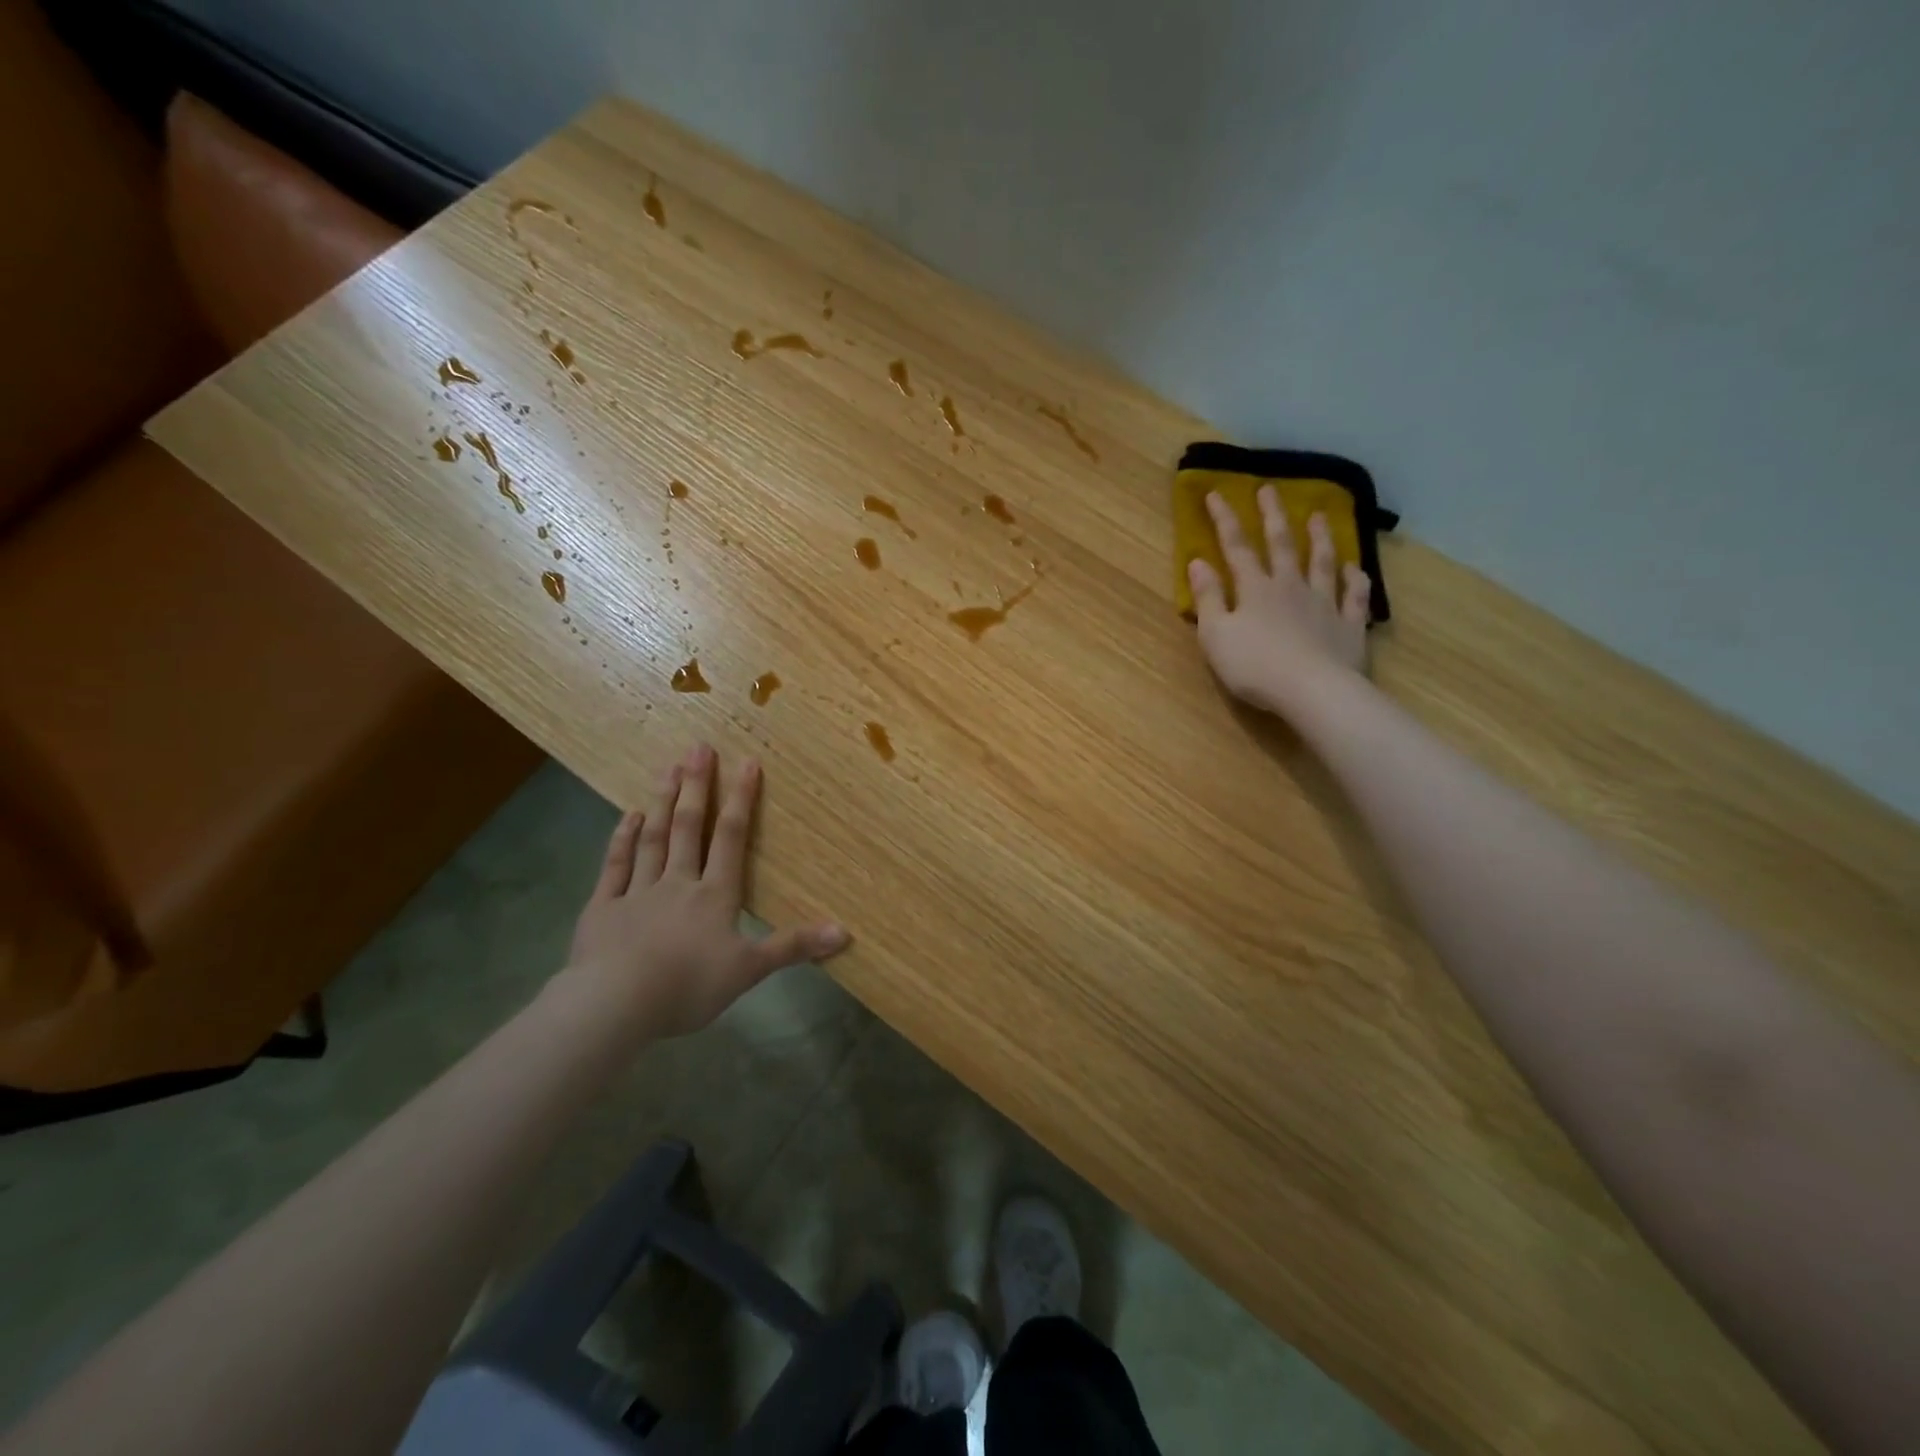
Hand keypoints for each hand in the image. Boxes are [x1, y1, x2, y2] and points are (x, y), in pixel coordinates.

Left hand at [565, 743, 849, 1036]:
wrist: (616, 1004)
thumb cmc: (688, 986)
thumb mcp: (750, 970)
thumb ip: (793, 947)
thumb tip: (844, 931)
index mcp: (715, 895)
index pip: (731, 838)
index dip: (741, 799)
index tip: (747, 762)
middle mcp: (678, 882)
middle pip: (689, 827)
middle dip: (697, 786)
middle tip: (698, 748)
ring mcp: (637, 892)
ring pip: (653, 839)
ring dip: (663, 803)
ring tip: (668, 768)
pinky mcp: (603, 908)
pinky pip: (615, 866)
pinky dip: (622, 840)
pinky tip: (628, 817)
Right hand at [1187, 488, 1370, 715]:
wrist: (1312, 691)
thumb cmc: (1254, 666)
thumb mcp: (1215, 635)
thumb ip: (1208, 598)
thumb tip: (1197, 562)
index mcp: (1255, 589)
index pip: (1237, 547)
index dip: (1224, 520)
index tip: (1216, 494)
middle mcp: (1291, 587)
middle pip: (1282, 544)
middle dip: (1273, 516)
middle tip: (1270, 489)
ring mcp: (1324, 604)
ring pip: (1323, 563)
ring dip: (1320, 538)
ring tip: (1320, 515)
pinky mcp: (1348, 626)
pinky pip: (1355, 597)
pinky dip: (1356, 580)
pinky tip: (1357, 569)